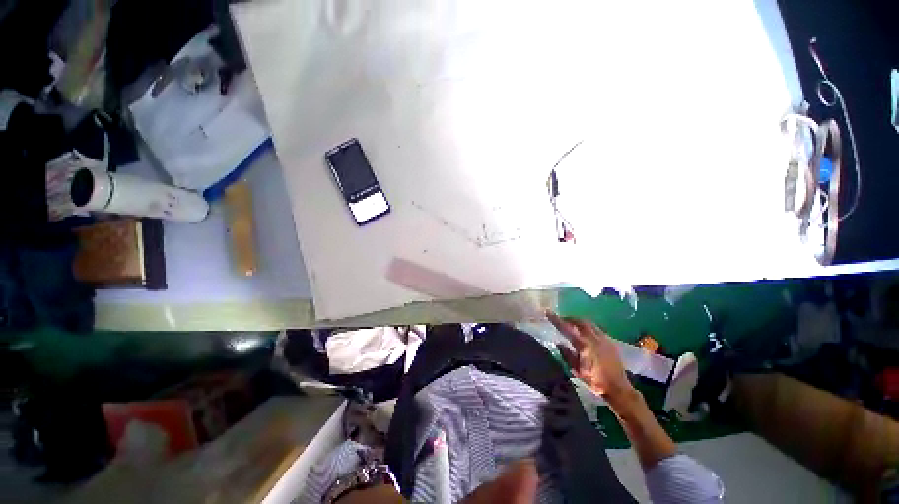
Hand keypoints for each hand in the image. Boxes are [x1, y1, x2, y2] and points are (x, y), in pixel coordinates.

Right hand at [547, 311, 634, 406]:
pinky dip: (588, 327)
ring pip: (589, 323)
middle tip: (562, 319)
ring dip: (579, 321)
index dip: (556, 319)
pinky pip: (597, 328)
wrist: (618, 388)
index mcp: (583, 345)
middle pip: (580, 321)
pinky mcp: (610, 342)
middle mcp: (594, 338)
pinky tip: (586, 333)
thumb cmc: (595, 381)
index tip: (548, 312)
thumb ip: (567, 355)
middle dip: (569, 318)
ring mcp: (604, 339)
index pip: (566, 328)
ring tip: (573, 324)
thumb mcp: (576, 370)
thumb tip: (558, 343)